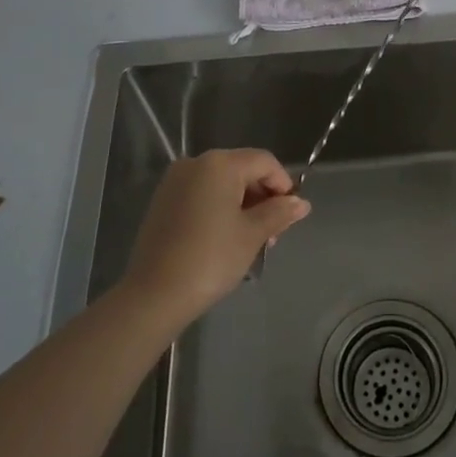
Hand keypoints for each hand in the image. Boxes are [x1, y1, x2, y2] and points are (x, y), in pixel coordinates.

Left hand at [119, 149, 309, 325]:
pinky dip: (219, 208)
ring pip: (222, 183)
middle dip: (263, 197)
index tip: (290, 216)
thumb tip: (301, 203)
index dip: (283, 184)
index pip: (264, 162)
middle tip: (272, 234)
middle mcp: (195, 163)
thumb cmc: (210, 258)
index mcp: (220, 164)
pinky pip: (202, 194)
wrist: (154, 295)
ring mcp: (175, 181)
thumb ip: (279, 213)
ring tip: (251, 240)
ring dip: (243, 205)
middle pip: (242, 169)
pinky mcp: (163, 201)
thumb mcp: (252, 235)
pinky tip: (225, 238)